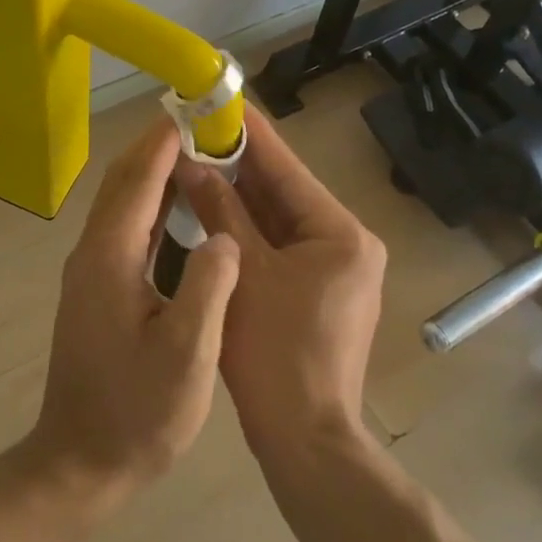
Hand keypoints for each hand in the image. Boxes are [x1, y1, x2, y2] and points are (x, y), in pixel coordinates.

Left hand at [25, 118, 240, 511]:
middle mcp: (93, 252)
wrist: (80, 462)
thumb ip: (208, 289)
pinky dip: (152, 203)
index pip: (139, 179)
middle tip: (207, 127)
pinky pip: (125, 227)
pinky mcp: (97, 287)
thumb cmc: (136, 415)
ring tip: (202, 156)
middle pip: (123, 180)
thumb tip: (226, 238)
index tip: (199, 111)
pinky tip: (182, 209)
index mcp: (110, 258)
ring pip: (122, 201)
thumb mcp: (186, 357)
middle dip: (161, 146)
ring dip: (156, 171)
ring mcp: (91, 270)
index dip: (167, 141)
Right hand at [177, 104, 385, 462]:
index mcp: (341, 234)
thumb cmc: (275, 354)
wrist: (304, 442)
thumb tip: (192, 165)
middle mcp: (349, 244)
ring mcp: (338, 270)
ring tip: (199, 158)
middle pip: (285, 192)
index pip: (288, 169)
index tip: (222, 100)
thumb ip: (220, 212)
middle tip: (199, 130)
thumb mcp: (244, 273)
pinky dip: (249, 230)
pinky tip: (214, 208)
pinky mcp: (322, 292)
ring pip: (281, 220)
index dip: (251, 133)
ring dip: (241, 196)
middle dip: (240, 165)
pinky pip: (281, 247)